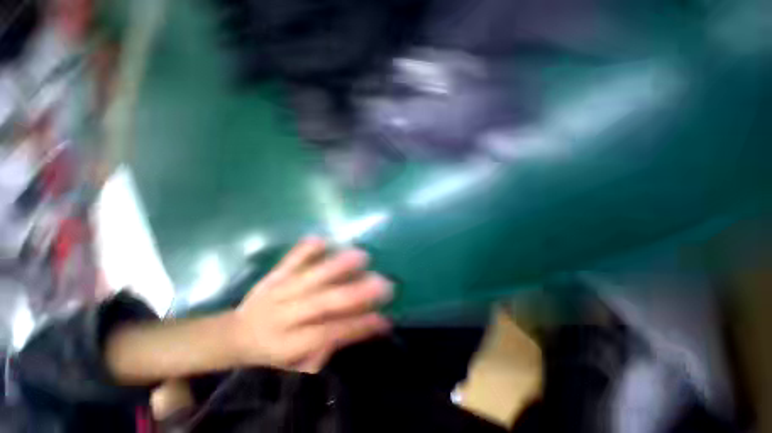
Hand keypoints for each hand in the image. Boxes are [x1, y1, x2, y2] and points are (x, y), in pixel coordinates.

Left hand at [229, 237, 392, 372]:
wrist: (233, 334)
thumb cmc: (272, 352)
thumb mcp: (296, 366)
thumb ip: (325, 349)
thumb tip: (356, 327)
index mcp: (290, 343)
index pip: (330, 332)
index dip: (359, 326)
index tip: (385, 318)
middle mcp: (284, 315)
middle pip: (323, 302)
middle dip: (356, 293)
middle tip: (382, 283)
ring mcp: (278, 290)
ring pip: (310, 276)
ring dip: (336, 265)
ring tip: (362, 256)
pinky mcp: (274, 274)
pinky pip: (290, 259)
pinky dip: (306, 248)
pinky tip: (323, 239)